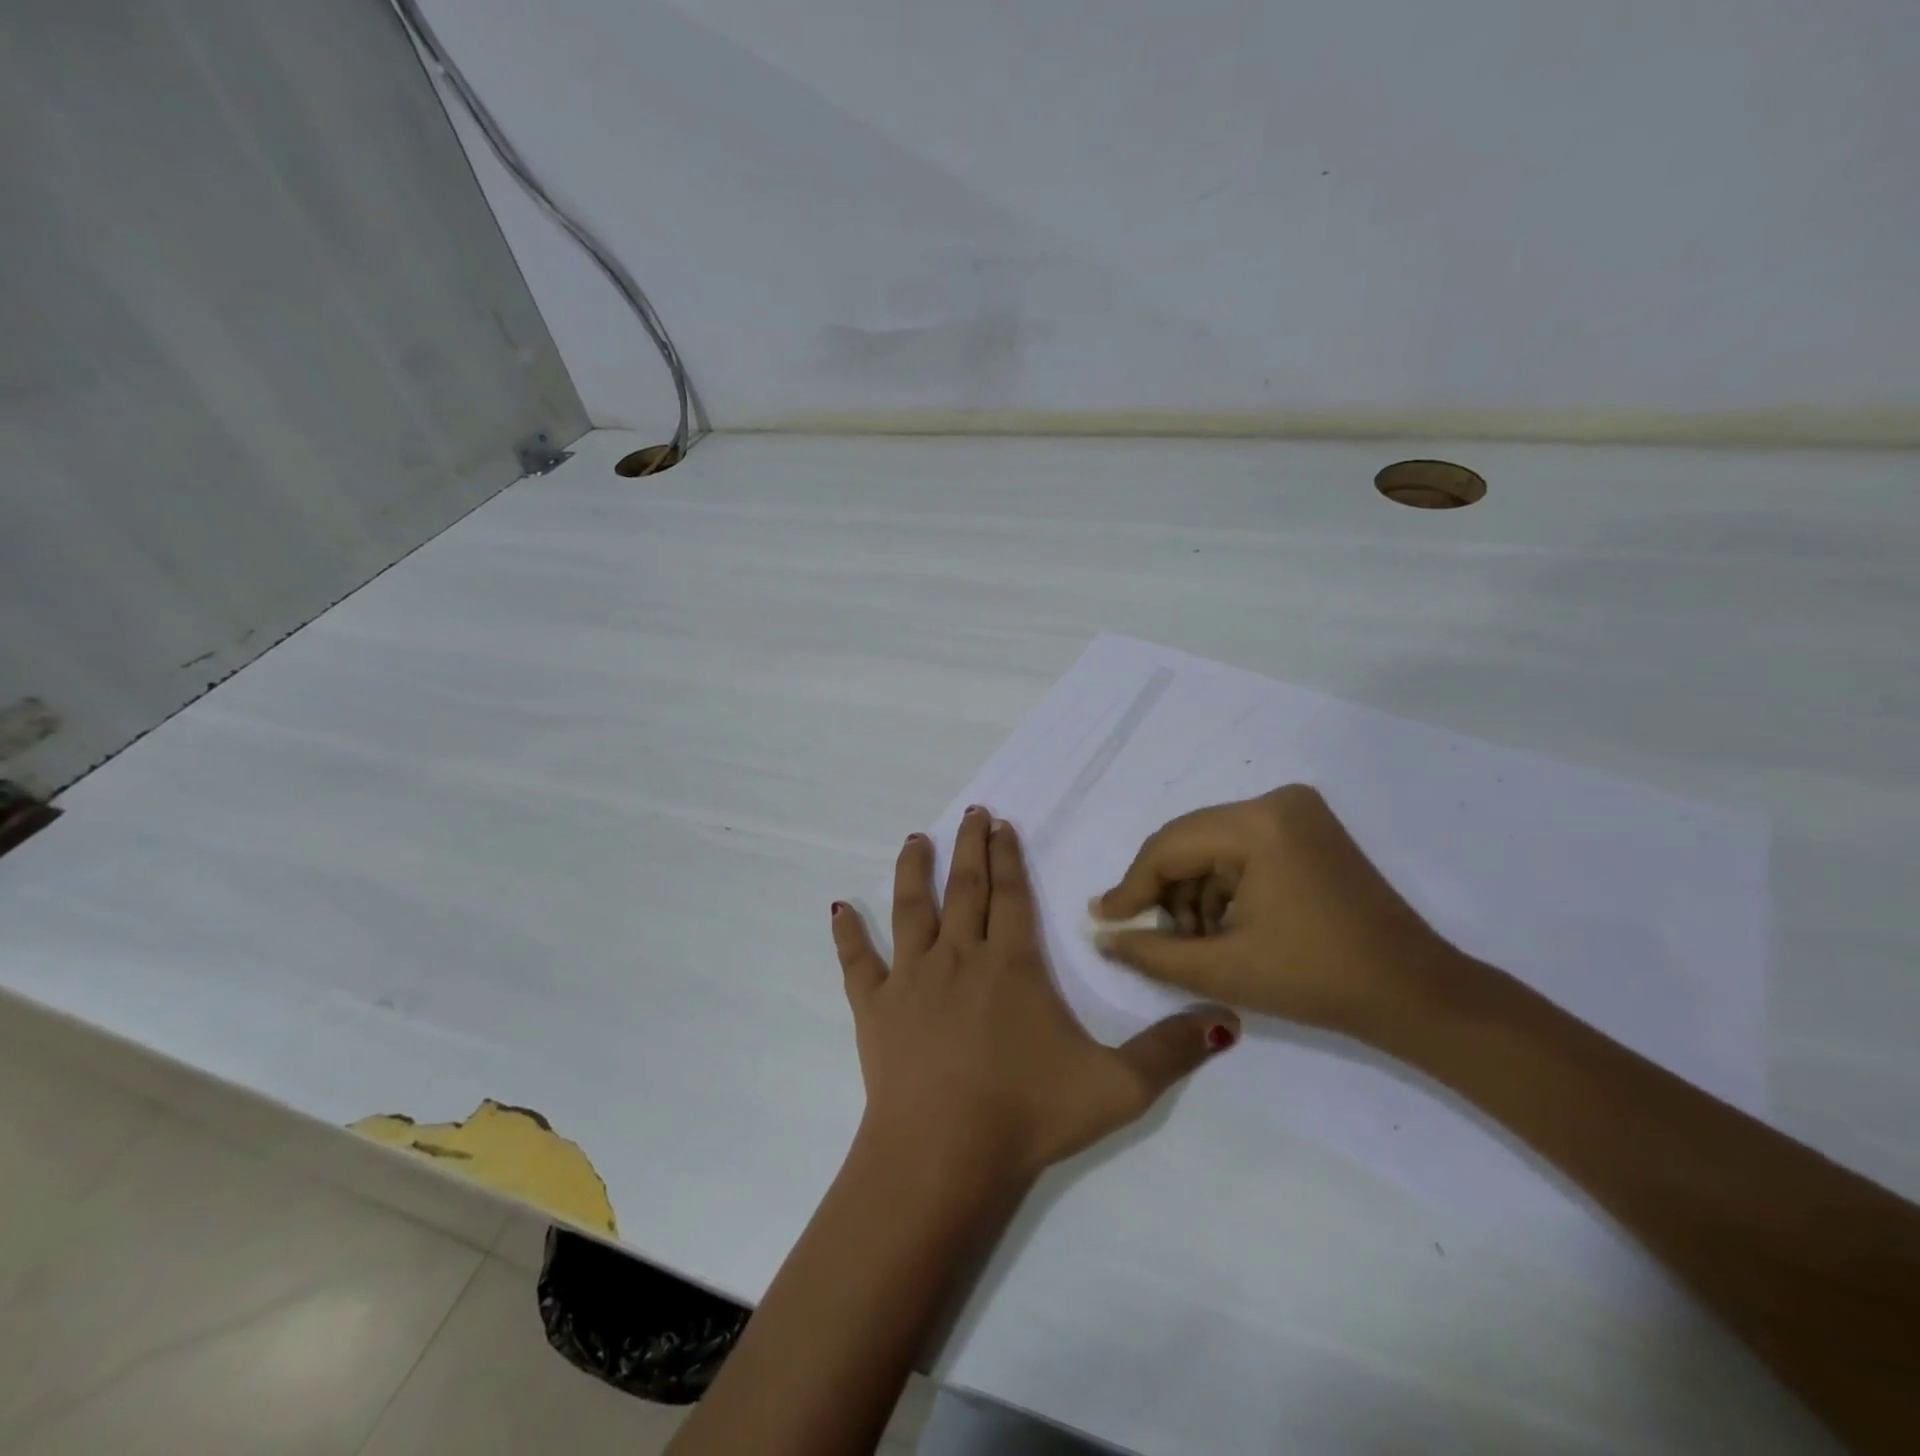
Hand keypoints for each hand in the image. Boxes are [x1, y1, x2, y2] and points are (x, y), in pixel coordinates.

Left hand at [833, 806, 1238, 1184]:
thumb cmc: (1028, 1114)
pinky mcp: (875, 1007)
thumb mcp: (1117, 1087)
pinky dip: (849, 935)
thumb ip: (1172, 1051)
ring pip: (912, 909)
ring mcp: (912, 978)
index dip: (1007, 855)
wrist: (943, 1155)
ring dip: (915, 871)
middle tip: (970, 812)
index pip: (1011, 894)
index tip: (1001, 824)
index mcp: (1011, 963)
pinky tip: (838, 909)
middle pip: (965, 888)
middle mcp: (959, 955)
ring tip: (916, 840)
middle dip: (970, 847)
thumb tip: (1228, 1018)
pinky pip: (858, 962)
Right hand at [1091, 785, 1452, 1039]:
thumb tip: (1101, 935)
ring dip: (1194, 893)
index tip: (1102, 919)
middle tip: (1153, 938)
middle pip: (1189, 842)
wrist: (1415, 994)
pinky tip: (1227, 927)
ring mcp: (1297, 811)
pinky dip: (1224, 887)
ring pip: (1212, 848)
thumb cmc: (1316, 980)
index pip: (1169, 847)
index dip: (1131, 887)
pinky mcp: (1308, 829)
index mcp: (1258, 824)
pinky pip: (1241, 850)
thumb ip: (1150, 951)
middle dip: (1166, 893)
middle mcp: (1276, 801)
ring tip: (1198, 942)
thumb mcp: (1221, 969)